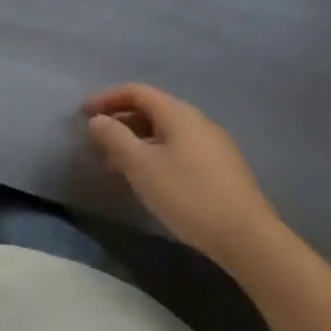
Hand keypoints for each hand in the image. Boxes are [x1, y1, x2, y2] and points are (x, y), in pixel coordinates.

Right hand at [83, 84, 280, 267]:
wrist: (248, 239)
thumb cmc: (188, 195)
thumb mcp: (141, 166)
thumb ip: (115, 138)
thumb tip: (97, 120)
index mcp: (179, 114)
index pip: (137, 92)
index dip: (107, 98)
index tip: (83, 113)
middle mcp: (198, 122)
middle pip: (152, 110)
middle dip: (120, 122)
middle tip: (97, 142)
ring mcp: (214, 146)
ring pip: (165, 132)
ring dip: (137, 141)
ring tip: (117, 165)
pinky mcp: (222, 169)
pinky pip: (179, 149)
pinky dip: (155, 154)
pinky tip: (148, 179)